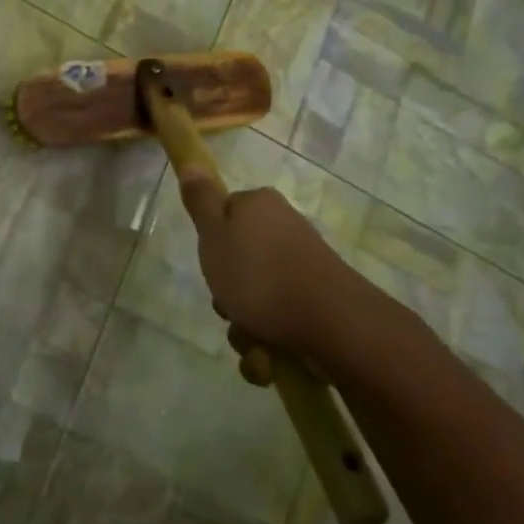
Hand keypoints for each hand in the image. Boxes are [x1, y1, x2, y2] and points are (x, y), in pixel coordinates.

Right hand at [178, 166, 378, 368]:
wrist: (332, 325)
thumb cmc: (261, 276)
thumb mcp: (214, 236)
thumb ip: (200, 201)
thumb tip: (191, 162)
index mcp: (259, 206)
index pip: (222, 215)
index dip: (211, 244)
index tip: (212, 265)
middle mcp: (283, 229)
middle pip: (237, 262)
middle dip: (228, 296)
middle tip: (228, 308)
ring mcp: (303, 267)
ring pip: (254, 298)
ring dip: (245, 328)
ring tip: (253, 344)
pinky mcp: (317, 302)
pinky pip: (278, 321)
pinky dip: (268, 345)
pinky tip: (269, 361)